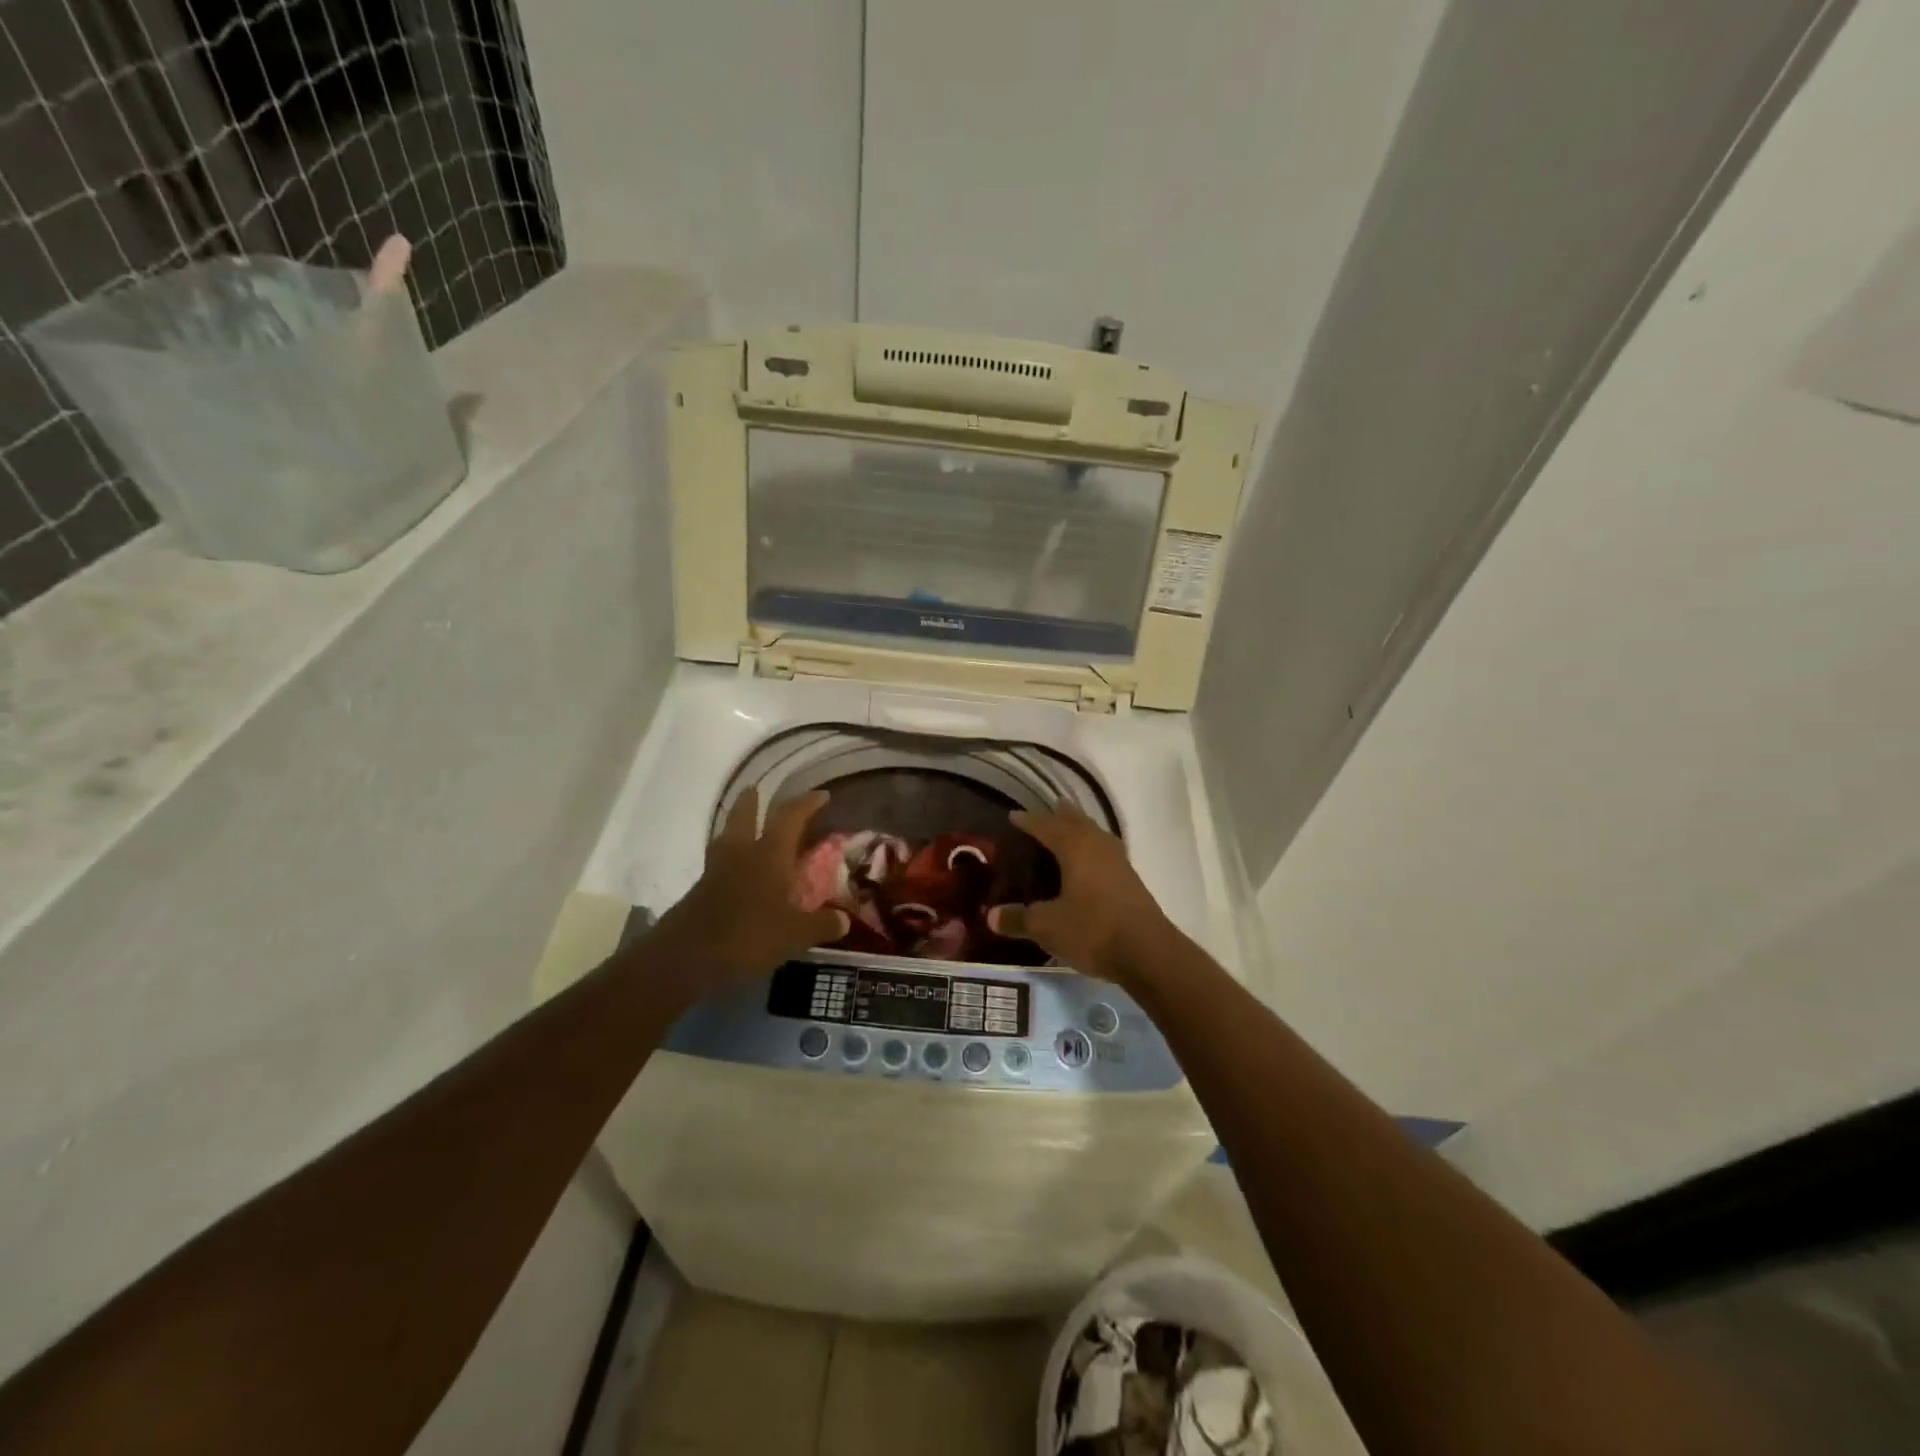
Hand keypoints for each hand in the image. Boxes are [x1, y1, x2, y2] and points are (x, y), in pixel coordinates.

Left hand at [655, 787, 848, 992]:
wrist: (687, 956)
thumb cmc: (748, 935)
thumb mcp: (795, 935)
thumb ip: (821, 924)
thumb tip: (844, 919)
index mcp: (769, 855)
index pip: (790, 817)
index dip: (807, 803)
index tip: (821, 795)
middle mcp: (742, 853)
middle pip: (743, 815)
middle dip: (751, 801)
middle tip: (757, 790)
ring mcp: (716, 870)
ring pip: (726, 836)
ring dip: (735, 825)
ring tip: (745, 827)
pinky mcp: (701, 890)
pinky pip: (719, 863)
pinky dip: (730, 859)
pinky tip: (738, 872)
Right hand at [988, 801, 1175, 982]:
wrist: (1147, 952)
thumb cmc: (1092, 930)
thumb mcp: (1048, 927)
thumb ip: (1019, 919)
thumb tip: (991, 916)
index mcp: (1075, 848)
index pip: (1046, 826)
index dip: (1029, 821)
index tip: (1013, 816)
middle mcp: (1097, 846)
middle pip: (1077, 822)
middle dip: (1060, 815)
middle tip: (1049, 807)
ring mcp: (1118, 862)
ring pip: (1095, 833)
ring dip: (1081, 827)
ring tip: (1070, 825)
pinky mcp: (1130, 879)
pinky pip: (1105, 850)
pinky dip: (1093, 847)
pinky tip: (1091, 860)